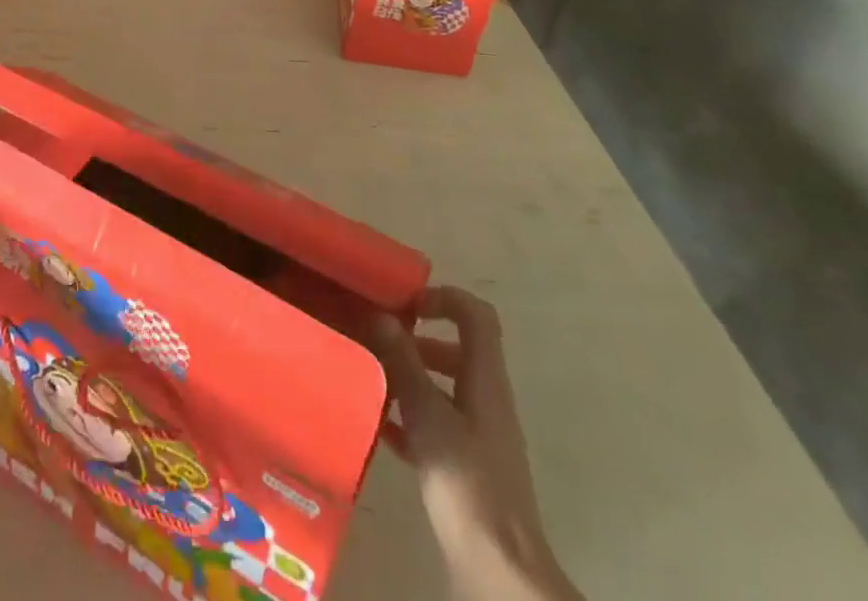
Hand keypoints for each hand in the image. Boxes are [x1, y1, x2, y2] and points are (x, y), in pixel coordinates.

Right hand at [372, 288, 581, 600]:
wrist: (497, 570)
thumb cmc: (465, 482)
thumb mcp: (427, 415)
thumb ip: (404, 363)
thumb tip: (383, 316)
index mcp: (486, 380)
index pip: (476, 316)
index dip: (444, 298)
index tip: (406, 304)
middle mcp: (487, 401)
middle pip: (457, 350)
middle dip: (417, 340)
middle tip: (378, 338)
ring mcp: (479, 437)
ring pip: (444, 389)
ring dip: (410, 378)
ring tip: (370, 377)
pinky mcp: (467, 469)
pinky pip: (437, 426)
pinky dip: (410, 418)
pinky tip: (378, 425)